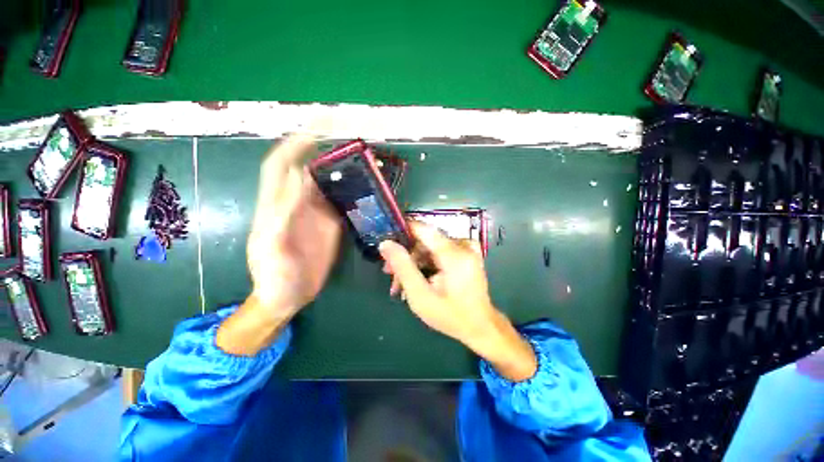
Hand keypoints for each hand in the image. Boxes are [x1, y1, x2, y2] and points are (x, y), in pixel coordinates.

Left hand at [217, 135, 341, 355]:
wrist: (288, 296)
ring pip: (328, 182)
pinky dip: (353, 190)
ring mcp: (317, 213)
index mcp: (276, 207)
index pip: (281, 167)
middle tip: (347, 138)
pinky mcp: (331, 223)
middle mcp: (297, 204)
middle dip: (324, 150)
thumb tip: (296, 181)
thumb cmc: (274, 278)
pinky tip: (366, 185)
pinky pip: (342, 200)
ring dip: (343, 169)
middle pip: (309, 169)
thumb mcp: (271, 251)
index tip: (314, 131)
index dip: (294, 147)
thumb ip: (279, 218)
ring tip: (363, 158)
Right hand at [379, 223, 536, 380]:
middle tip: (390, 273)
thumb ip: (403, 267)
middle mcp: (463, 245)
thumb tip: (386, 243)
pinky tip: (417, 279)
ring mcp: (467, 249)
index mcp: (455, 254)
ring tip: (401, 283)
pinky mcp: (466, 254)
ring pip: (430, 247)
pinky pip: (440, 252)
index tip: (387, 243)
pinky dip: (426, 263)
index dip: (402, 231)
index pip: (423, 229)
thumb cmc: (451, 316)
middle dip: (406, 256)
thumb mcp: (420, 296)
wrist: (481, 327)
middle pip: (425, 240)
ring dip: (414, 262)